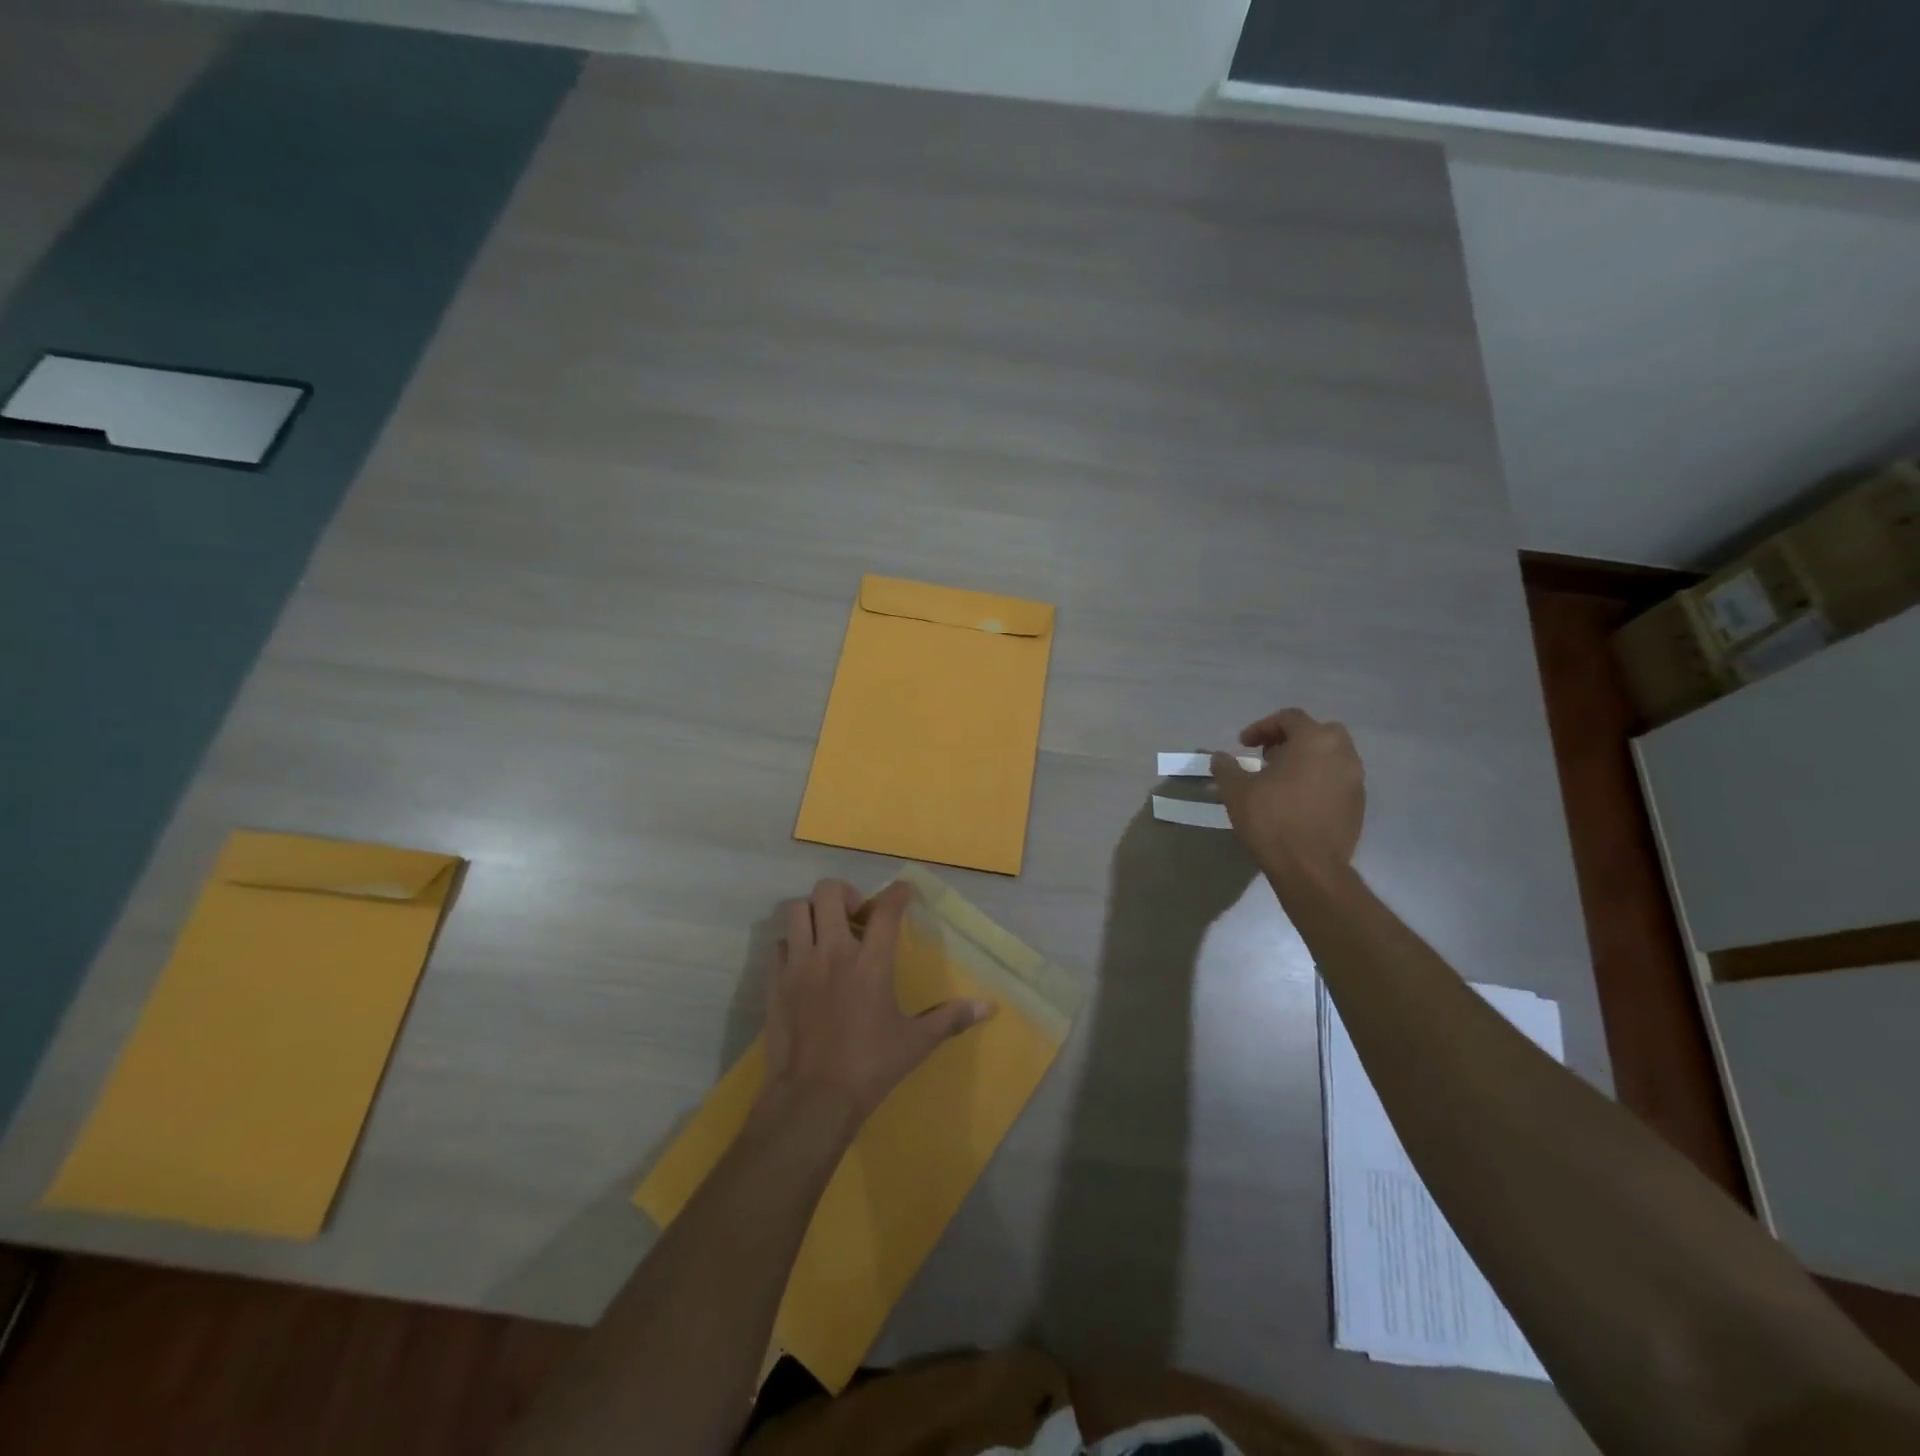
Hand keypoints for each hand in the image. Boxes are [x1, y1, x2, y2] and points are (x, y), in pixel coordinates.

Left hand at [759, 879, 993, 1134]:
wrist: (812, 1099)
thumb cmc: (869, 1067)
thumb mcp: (916, 1043)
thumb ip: (950, 1018)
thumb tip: (989, 1007)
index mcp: (871, 963)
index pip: (886, 910)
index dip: (897, 893)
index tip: (903, 891)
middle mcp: (832, 952)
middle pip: (829, 892)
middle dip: (845, 893)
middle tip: (855, 914)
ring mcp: (798, 964)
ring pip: (797, 910)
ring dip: (813, 912)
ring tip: (826, 931)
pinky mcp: (775, 982)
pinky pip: (779, 943)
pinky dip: (792, 943)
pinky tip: (804, 961)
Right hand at [1212, 708, 1364, 875]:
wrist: (1309, 867)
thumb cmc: (1271, 820)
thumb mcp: (1236, 790)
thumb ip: (1226, 767)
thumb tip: (1220, 757)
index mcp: (1314, 741)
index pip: (1289, 718)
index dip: (1261, 727)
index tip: (1243, 745)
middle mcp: (1342, 754)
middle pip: (1318, 732)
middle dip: (1291, 739)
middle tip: (1268, 757)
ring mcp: (1356, 780)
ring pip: (1331, 756)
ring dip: (1307, 760)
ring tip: (1281, 781)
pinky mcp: (1359, 805)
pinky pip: (1337, 780)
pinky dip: (1319, 781)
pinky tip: (1297, 801)